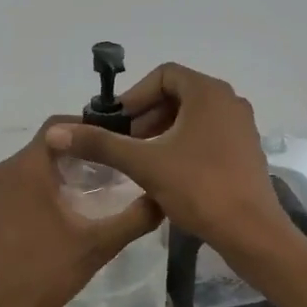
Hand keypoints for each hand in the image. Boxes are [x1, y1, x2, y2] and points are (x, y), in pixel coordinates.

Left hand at [0, 118, 162, 306]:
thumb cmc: (42, 275)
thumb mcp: (96, 247)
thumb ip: (133, 219)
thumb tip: (163, 197)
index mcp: (27, 168)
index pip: (61, 125)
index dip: (93, 128)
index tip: (122, 142)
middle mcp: (5, 172)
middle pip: (48, 145)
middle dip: (83, 152)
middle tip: (117, 168)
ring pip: (34, 168)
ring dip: (64, 172)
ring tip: (98, 190)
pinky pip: (21, 188)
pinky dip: (45, 190)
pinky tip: (67, 215)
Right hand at [44, 63, 292, 255]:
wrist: (250, 231)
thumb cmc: (198, 188)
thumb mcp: (144, 164)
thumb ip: (101, 144)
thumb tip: (56, 132)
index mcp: (208, 93)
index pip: (164, 75)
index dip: (135, 96)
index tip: (117, 124)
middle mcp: (229, 101)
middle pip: (178, 95)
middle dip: (147, 116)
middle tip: (125, 144)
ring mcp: (242, 127)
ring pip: (193, 118)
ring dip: (163, 133)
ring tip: (142, 161)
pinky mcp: (246, 152)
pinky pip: (207, 136)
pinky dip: (183, 146)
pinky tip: (168, 175)